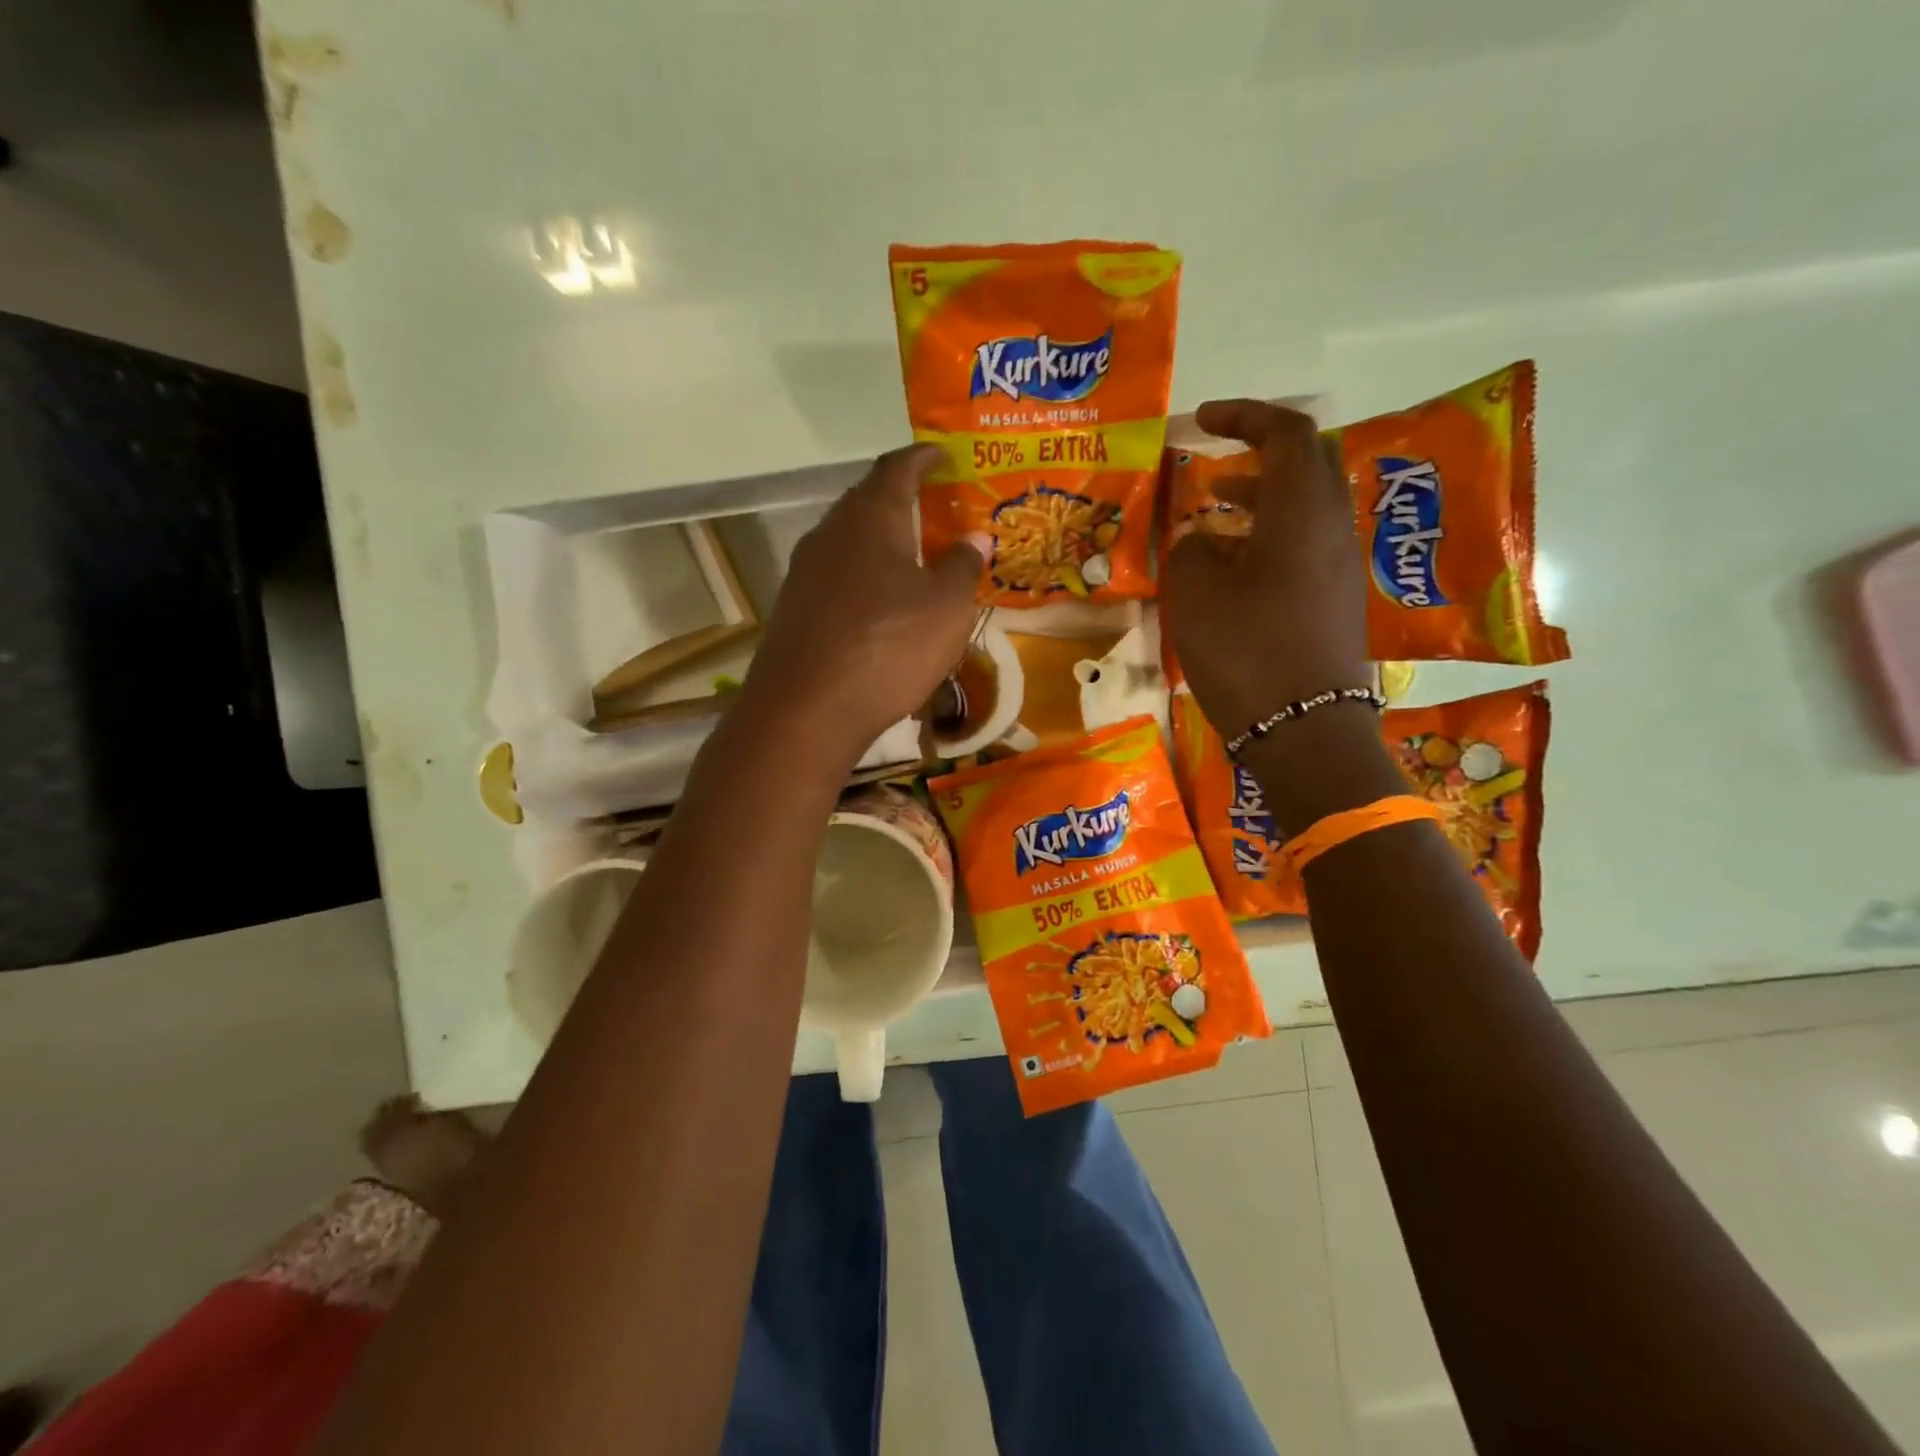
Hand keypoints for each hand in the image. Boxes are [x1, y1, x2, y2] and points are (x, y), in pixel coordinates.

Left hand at [741, 444, 987, 764]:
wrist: (805, 710)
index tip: (943, 454)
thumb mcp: (947, 609)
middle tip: (934, 507)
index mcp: (871, 517)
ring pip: (849, 541)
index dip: (924, 457)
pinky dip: (862, 577)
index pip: (898, 466)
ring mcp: (804, 571)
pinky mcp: (793, 608)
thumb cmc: (888, 647)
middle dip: (901, 498)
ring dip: (880, 542)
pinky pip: (836, 576)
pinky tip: (879, 605)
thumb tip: (974, 538)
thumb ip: (963, 567)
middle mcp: (830, 533)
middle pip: (867, 500)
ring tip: (912, 557)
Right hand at [1164, 400, 1369, 737]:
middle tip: (1212, 464)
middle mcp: (1332, 528)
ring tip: (1214, 512)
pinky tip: (1232, 567)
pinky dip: (1268, 537)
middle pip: (1305, 465)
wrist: (1304, 730)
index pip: (1286, 433)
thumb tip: (1200, 541)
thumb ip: (1190, 551)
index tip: (1201, 420)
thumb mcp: (1196, 596)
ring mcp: (1340, 567)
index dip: (1244, 415)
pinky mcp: (1335, 601)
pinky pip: (1305, 546)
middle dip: (1257, 454)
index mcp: (1301, 511)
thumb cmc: (1246, 652)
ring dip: (1260, 499)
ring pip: (1304, 508)